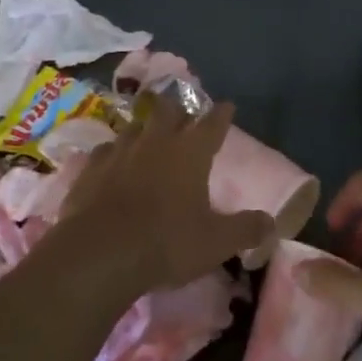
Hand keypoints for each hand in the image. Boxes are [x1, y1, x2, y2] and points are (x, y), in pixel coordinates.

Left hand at [58, 98, 274, 293]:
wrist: (100, 254)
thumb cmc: (166, 243)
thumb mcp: (217, 243)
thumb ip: (246, 229)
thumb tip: (271, 223)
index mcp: (190, 153)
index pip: (212, 124)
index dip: (222, 114)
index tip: (227, 106)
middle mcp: (155, 142)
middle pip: (168, 111)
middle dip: (178, 109)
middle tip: (182, 115)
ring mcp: (119, 152)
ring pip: (134, 127)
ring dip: (144, 129)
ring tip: (147, 136)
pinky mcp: (90, 169)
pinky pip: (104, 151)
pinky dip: (112, 153)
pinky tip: (112, 162)